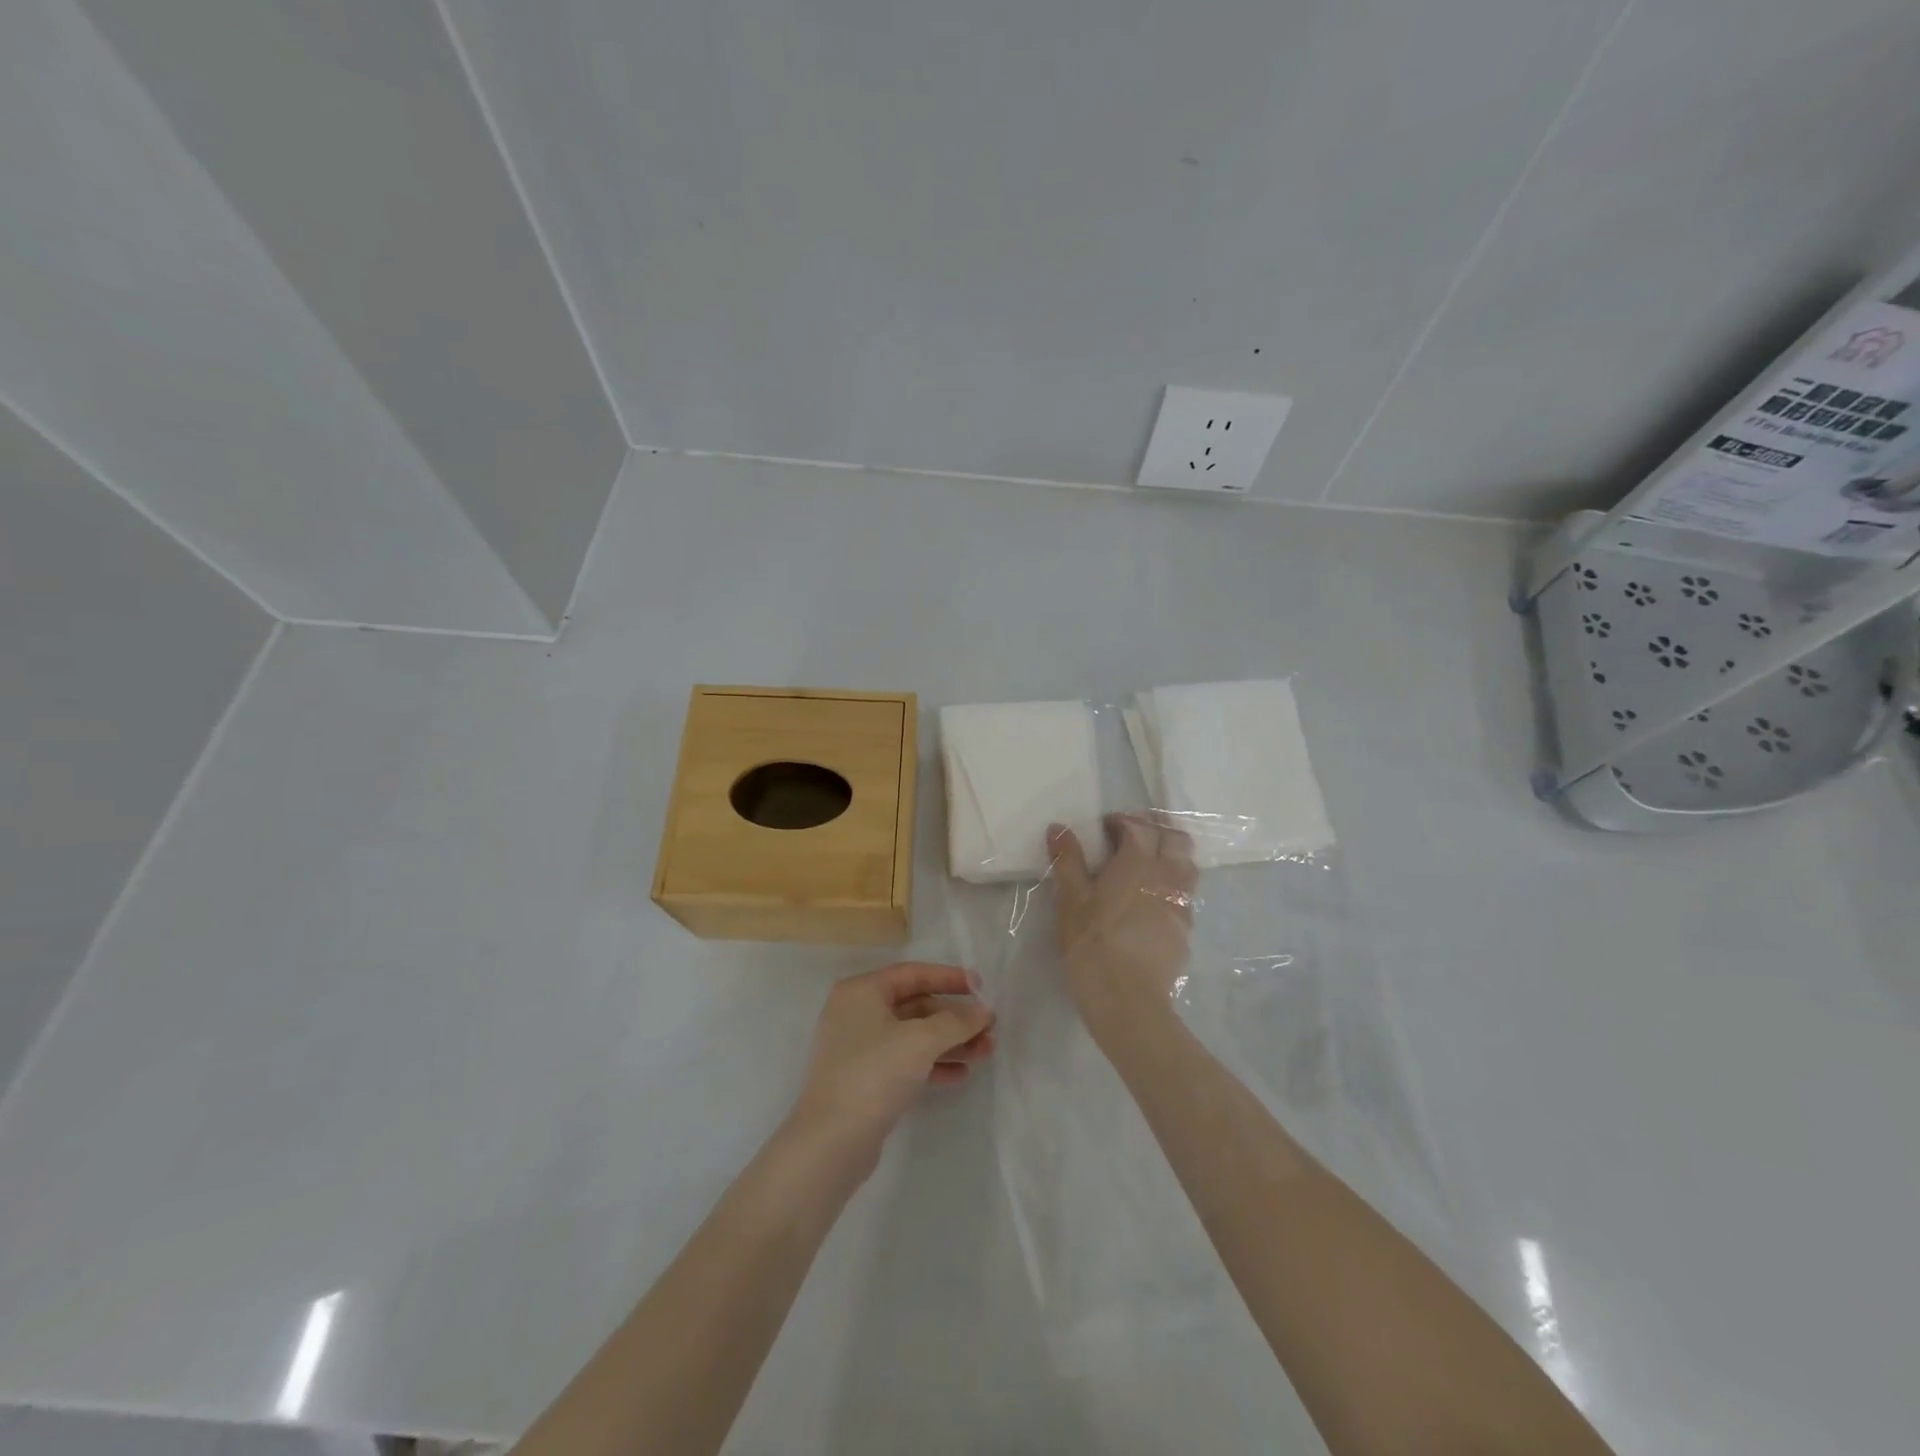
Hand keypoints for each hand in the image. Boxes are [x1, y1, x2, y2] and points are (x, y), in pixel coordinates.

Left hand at [789, 963, 994, 1173]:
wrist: (831, 1142)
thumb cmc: (874, 1073)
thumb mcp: (920, 1041)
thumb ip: (956, 1022)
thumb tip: (983, 1011)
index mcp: (862, 991)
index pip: (913, 974)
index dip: (949, 978)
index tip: (982, 988)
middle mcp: (857, 1013)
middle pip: (915, 1006)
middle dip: (954, 1017)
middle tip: (989, 1028)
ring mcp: (859, 1048)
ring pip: (913, 1036)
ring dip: (950, 1042)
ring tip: (986, 1051)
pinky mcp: (865, 1080)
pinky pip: (906, 1061)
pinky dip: (933, 1064)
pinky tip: (962, 1074)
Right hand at [1047, 815, 1197, 1042]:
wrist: (1127, 1000)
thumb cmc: (1092, 945)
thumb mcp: (1070, 901)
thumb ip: (1067, 861)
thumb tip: (1059, 827)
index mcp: (1138, 862)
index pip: (1139, 826)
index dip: (1122, 821)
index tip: (1104, 828)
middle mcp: (1167, 876)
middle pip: (1174, 838)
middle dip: (1154, 829)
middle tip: (1129, 839)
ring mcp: (1181, 903)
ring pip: (1187, 864)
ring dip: (1169, 855)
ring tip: (1145, 866)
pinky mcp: (1185, 929)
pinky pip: (1185, 894)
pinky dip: (1172, 885)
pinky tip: (1152, 900)